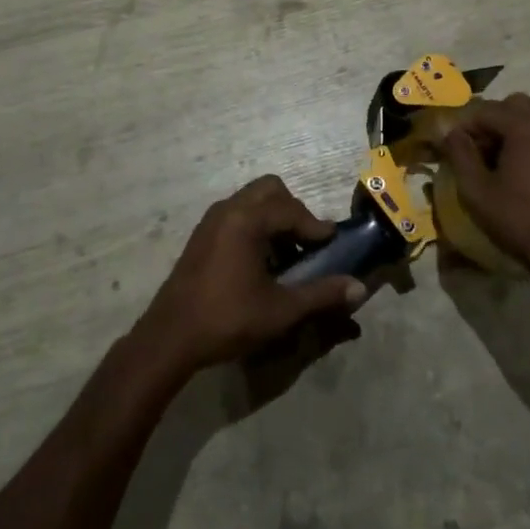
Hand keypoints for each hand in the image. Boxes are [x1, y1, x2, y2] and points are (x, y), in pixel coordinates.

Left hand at [136, 176, 365, 373]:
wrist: (170, 337)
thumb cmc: (227, 320)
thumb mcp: (281, 310)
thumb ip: (321, 294)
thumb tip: (359, 288)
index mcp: (247, 220)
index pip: (292, 210)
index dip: (316, 227)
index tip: (333, 245)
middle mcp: (228, 209)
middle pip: (271, 190)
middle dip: (293, 212)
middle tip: (306, 244)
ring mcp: (211, 220)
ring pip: (252, 200)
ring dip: (274, 218)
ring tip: (286, 256)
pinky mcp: (201, 235)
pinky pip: (236, 214)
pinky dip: (255, 226)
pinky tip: (260, 262)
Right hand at [441, 94, 529, 301]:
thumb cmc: (520, 220)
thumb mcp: (476, 190)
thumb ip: (459, 153)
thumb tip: (450, 132)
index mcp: (526, 125)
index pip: (485, 110)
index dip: (464, 127)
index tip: (452, 148)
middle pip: (512, 106)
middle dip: (490, 123)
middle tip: (477, 153)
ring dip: (512, 130)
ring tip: (500, 162)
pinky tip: (524, 170)